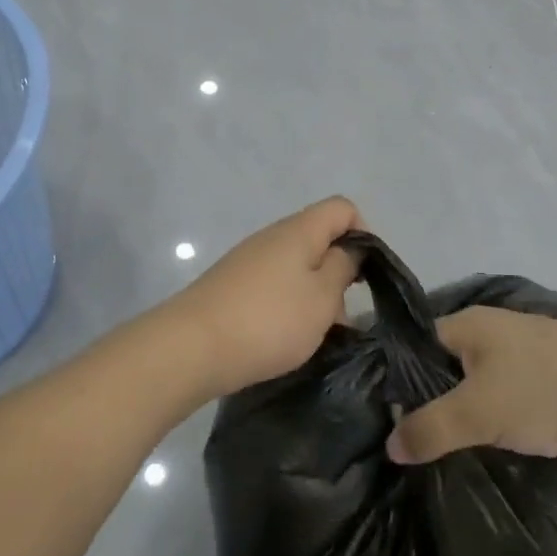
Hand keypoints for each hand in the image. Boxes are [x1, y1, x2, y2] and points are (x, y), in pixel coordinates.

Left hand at [167, 197, 364, 396]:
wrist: (192, 347)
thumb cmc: (269, 320)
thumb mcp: (322, 297)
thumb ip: (343, 267)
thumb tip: (350, 248)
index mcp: (298, 230)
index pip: (342, 208)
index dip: (363, 234)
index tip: (364, 275)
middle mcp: (272, 237)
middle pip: (319, 239)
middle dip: (338, 274)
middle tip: (338, 317)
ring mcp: (248, 261)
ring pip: (297, 268)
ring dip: (314, 296)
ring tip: (312, 335)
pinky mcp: (232, 285)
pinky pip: (274, 286)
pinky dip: (287, 307)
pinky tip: (284, 338)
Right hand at [385, 306, 556, 468]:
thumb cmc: (546, 392)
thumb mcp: (477, 412)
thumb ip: (429, 428)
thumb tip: (390, 444)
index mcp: (469, 323)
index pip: (415, 343)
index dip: (395, 376)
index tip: (380, 415)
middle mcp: (495, 329)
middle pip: (446, 363)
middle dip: (429, 399)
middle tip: (411, 440)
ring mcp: (529, 352)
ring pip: (480, 382)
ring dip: (466, 411)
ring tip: (448, 449)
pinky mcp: (556, 376)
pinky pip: (510, 395)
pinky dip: (498, 417)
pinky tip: (494, 445)